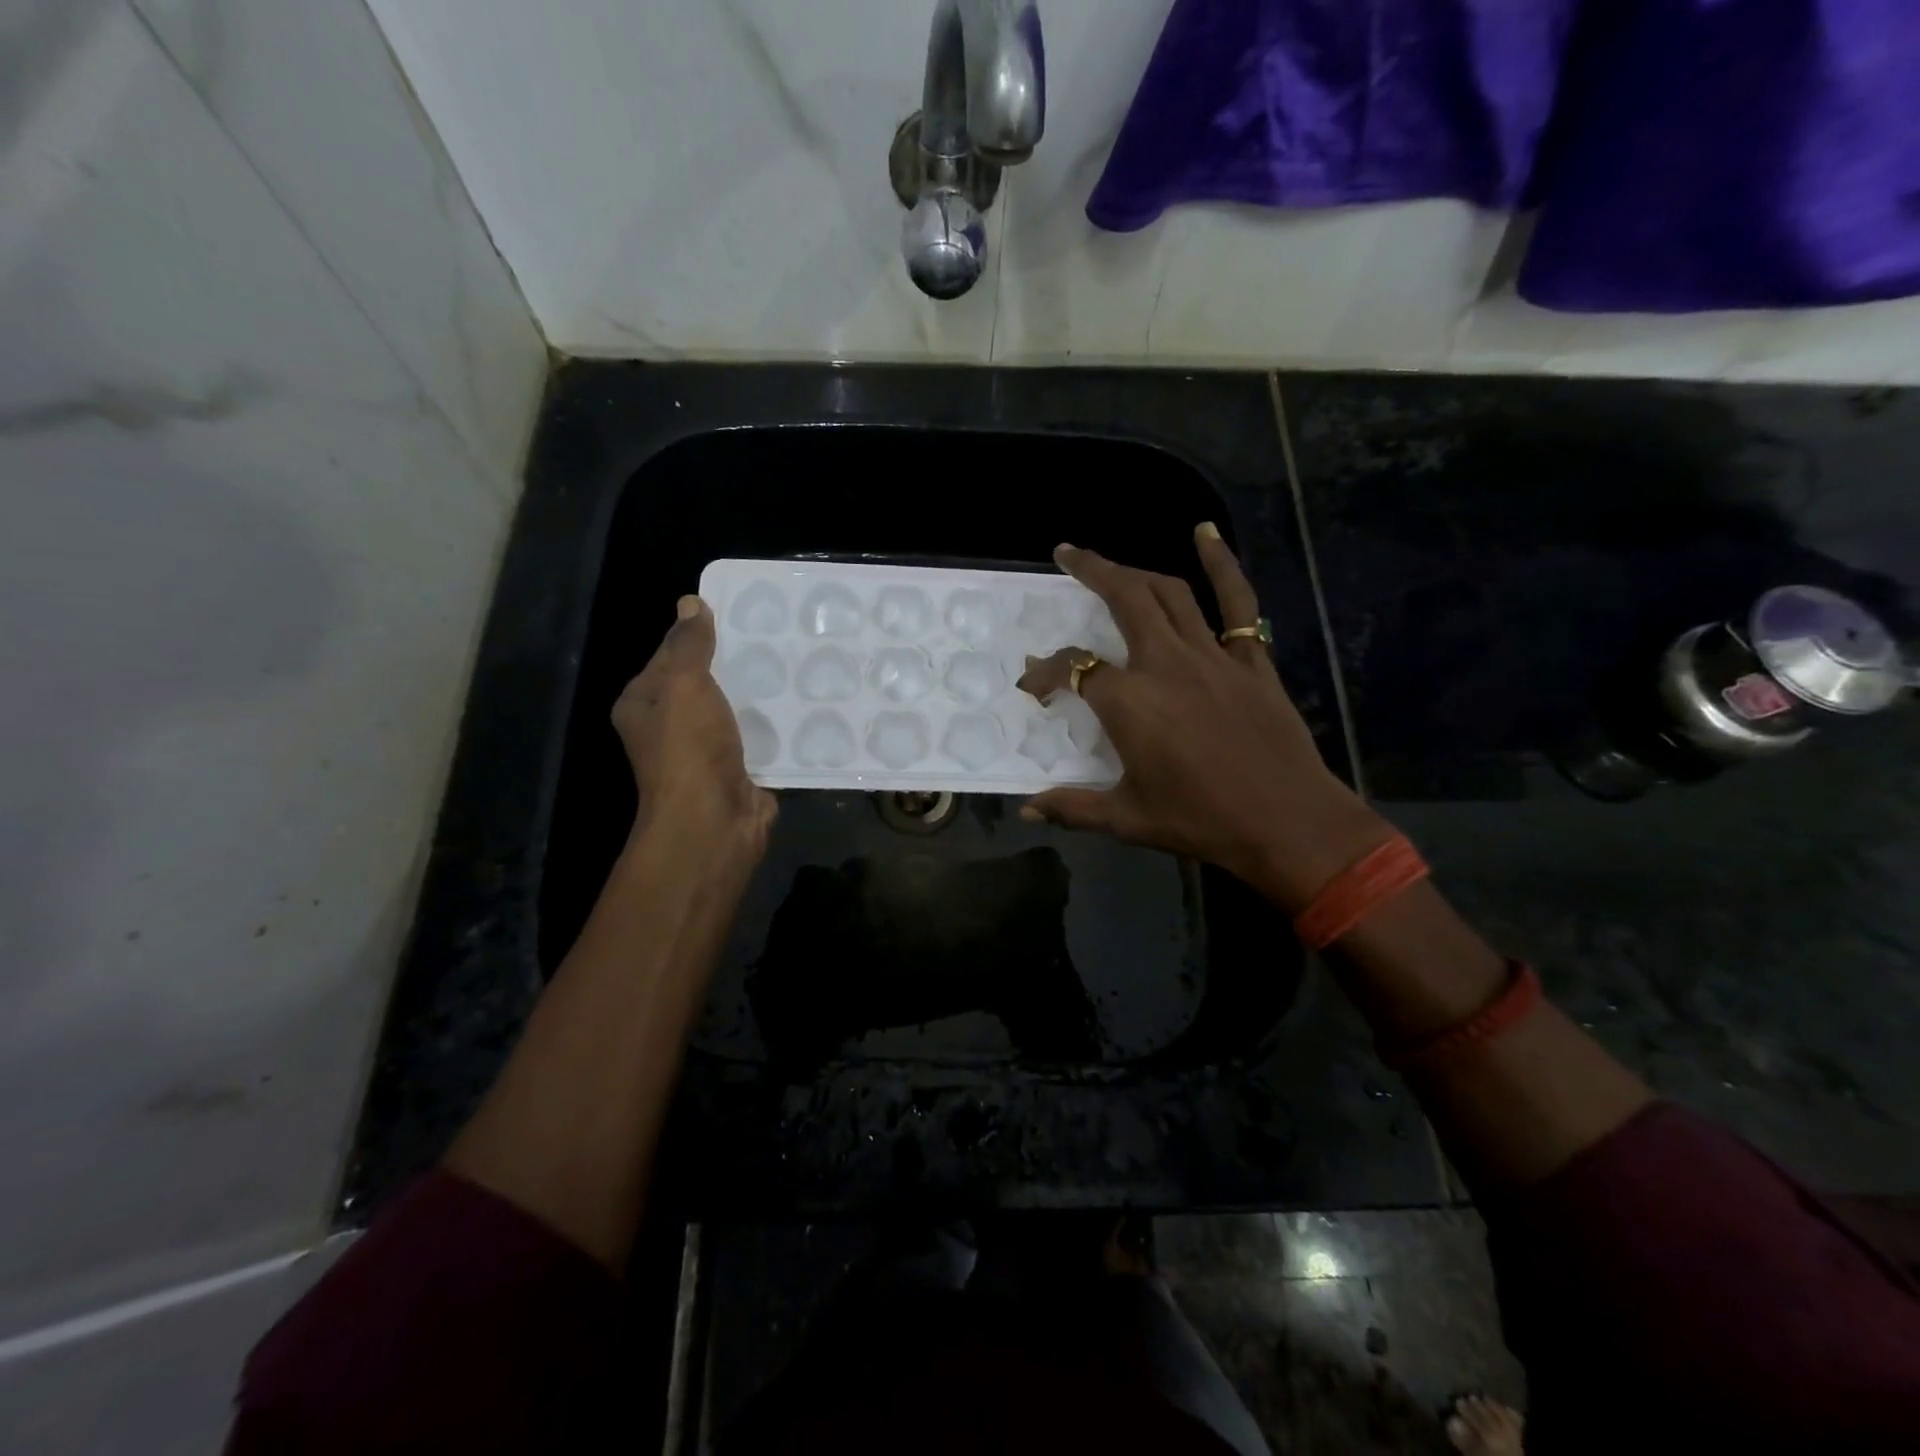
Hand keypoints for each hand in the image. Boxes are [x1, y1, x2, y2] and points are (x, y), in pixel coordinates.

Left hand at [612, 596, 776, 857]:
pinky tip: (804, 702)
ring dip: (761, 693)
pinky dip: (777, 723)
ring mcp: (706, 751)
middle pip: (705, 682)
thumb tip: (690, 602)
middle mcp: (670, 727)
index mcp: (644, 704)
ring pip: (735, 710)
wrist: (714, 822)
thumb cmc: (689, 749)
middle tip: (776, 634)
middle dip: (736, 662)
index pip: (670, 655)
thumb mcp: (683, 685)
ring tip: (796, 661)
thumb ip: (689, 645)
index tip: (738, 613)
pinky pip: (760, 736)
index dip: (698, 633)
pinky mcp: (740, 769)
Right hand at [1016, 526, 1387, 907]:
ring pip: (1169, 593)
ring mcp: (1212, 656)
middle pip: (1124, 599)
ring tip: (1112, 561)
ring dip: (1136, 569)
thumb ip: (1073, 808)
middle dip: (1090, 571)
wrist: (1287, 823)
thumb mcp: (1128, 819)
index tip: (1033, 688)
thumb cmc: (1200, 821)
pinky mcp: (1250, 660)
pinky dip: (1222, 563)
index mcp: (1129, 702)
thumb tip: (1028, 810)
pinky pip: (1237, 602)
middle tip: (1067, 554)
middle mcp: (1165, 664)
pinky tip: (1205, 534)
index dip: (1046, 672)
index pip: (1073, 668)